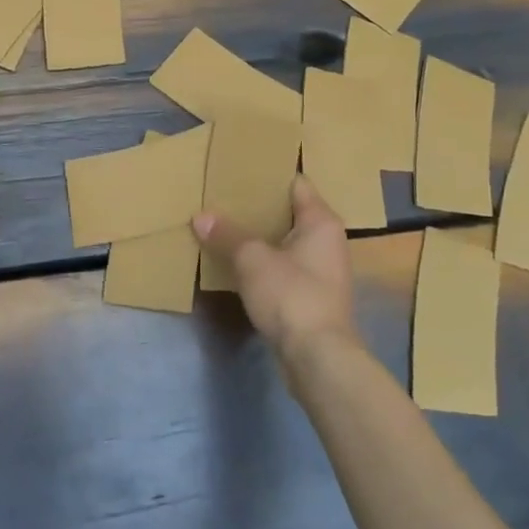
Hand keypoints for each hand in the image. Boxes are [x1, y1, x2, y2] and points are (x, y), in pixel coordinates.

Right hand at [193, 176, 358, 364]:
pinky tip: (237, 264)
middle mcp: (328, 241)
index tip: (241, 170)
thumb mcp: (252, 260)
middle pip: (290, 213)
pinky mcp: (312, 297)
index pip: (296, 183)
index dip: (269, 176)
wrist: (318, 358)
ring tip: (224, 227)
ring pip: (286, 243)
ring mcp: (323, 271)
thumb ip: (227, 235)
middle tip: (224, 198)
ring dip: (260, 238)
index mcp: (321, 221)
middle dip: (259, 208)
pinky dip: (264, 264)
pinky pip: (284, 268)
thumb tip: (201, 217)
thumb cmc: (292, 295)